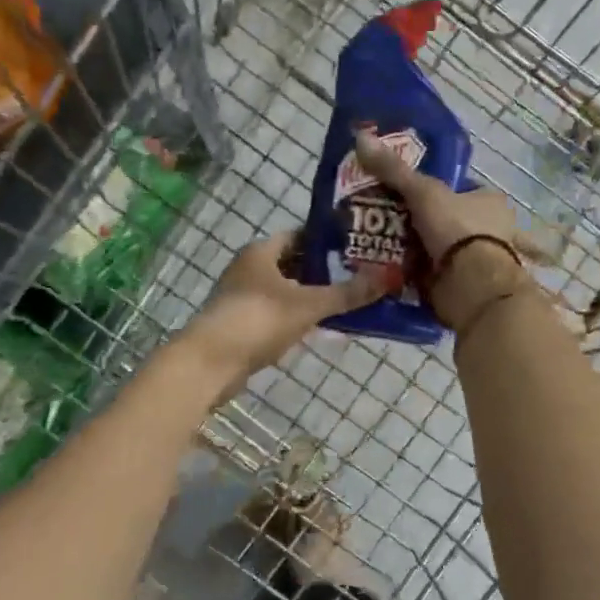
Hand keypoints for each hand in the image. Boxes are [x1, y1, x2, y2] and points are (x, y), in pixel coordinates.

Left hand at [184, 232, 388, 393]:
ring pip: (288, 289)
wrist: (208, 364)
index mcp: (261, 251)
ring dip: (314, 294)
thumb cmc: (257, 320)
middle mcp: (250, 268)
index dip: (330, 239)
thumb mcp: (308, 304)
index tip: (359, 246)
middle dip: (327, 269)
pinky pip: (280, 312)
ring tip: (350, 299)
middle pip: (296, 262)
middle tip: (362, 274)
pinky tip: (324, 325)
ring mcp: (245, 297)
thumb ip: (348, 293)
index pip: (302, 235)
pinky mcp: (244, 323)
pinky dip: (300, 315)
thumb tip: (390, 276)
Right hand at [352, 133, 538, 328]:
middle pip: (450, 220)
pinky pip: (438, 277)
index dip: (434, 190)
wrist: (472, 285)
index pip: (460, 189)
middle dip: (424, 224)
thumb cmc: (457, 229)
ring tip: (382, 248)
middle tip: (386, 221)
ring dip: (421, 252)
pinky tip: (395, 275)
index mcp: (491, 202)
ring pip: (444, 250)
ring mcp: (480, 260)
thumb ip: (394, 169)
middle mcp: (491, 230)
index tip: (405, 194)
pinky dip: (420, 277)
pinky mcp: (467, 286)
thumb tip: (360, 136)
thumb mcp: (422, 192)